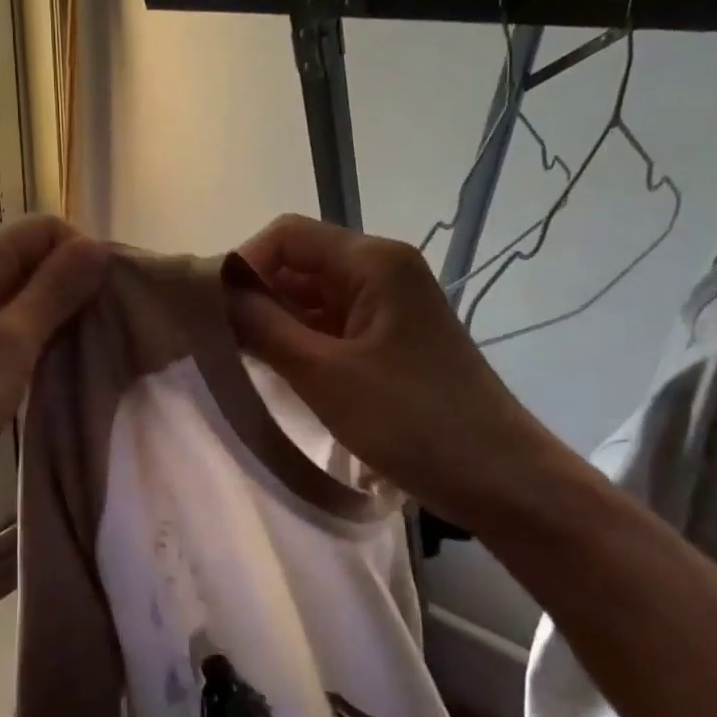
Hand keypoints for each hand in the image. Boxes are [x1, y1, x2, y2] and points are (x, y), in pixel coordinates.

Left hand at [0, 215, 107, 530]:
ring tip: (88, 357)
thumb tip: (96, 245)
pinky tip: (52, 375)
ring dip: (55, 324)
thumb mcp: (10, 343)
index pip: (46, 230)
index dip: (84, 256)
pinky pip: (3, 336)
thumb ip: (55, 291)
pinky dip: (31, 348)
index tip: (113, 301)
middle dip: (74, 291)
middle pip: (33, 263)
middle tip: (109, 334)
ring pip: (20, 303)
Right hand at [227, 214, 562, 530]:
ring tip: (240, 359)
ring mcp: (388, 306)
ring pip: (312, 296)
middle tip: (219, 340)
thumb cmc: (413, 422)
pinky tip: (276, 370)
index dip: (244, 265)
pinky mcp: (390, 339)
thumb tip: (214, 292)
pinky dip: (300, 340)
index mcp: (372, 262)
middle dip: (256, 294)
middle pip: (299, 262)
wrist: (501, 480)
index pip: (286, 236)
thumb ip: (263, 327)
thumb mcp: (325, 375)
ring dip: (275, 320)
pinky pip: (331, 324)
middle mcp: (381, 271)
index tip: (214, 312)